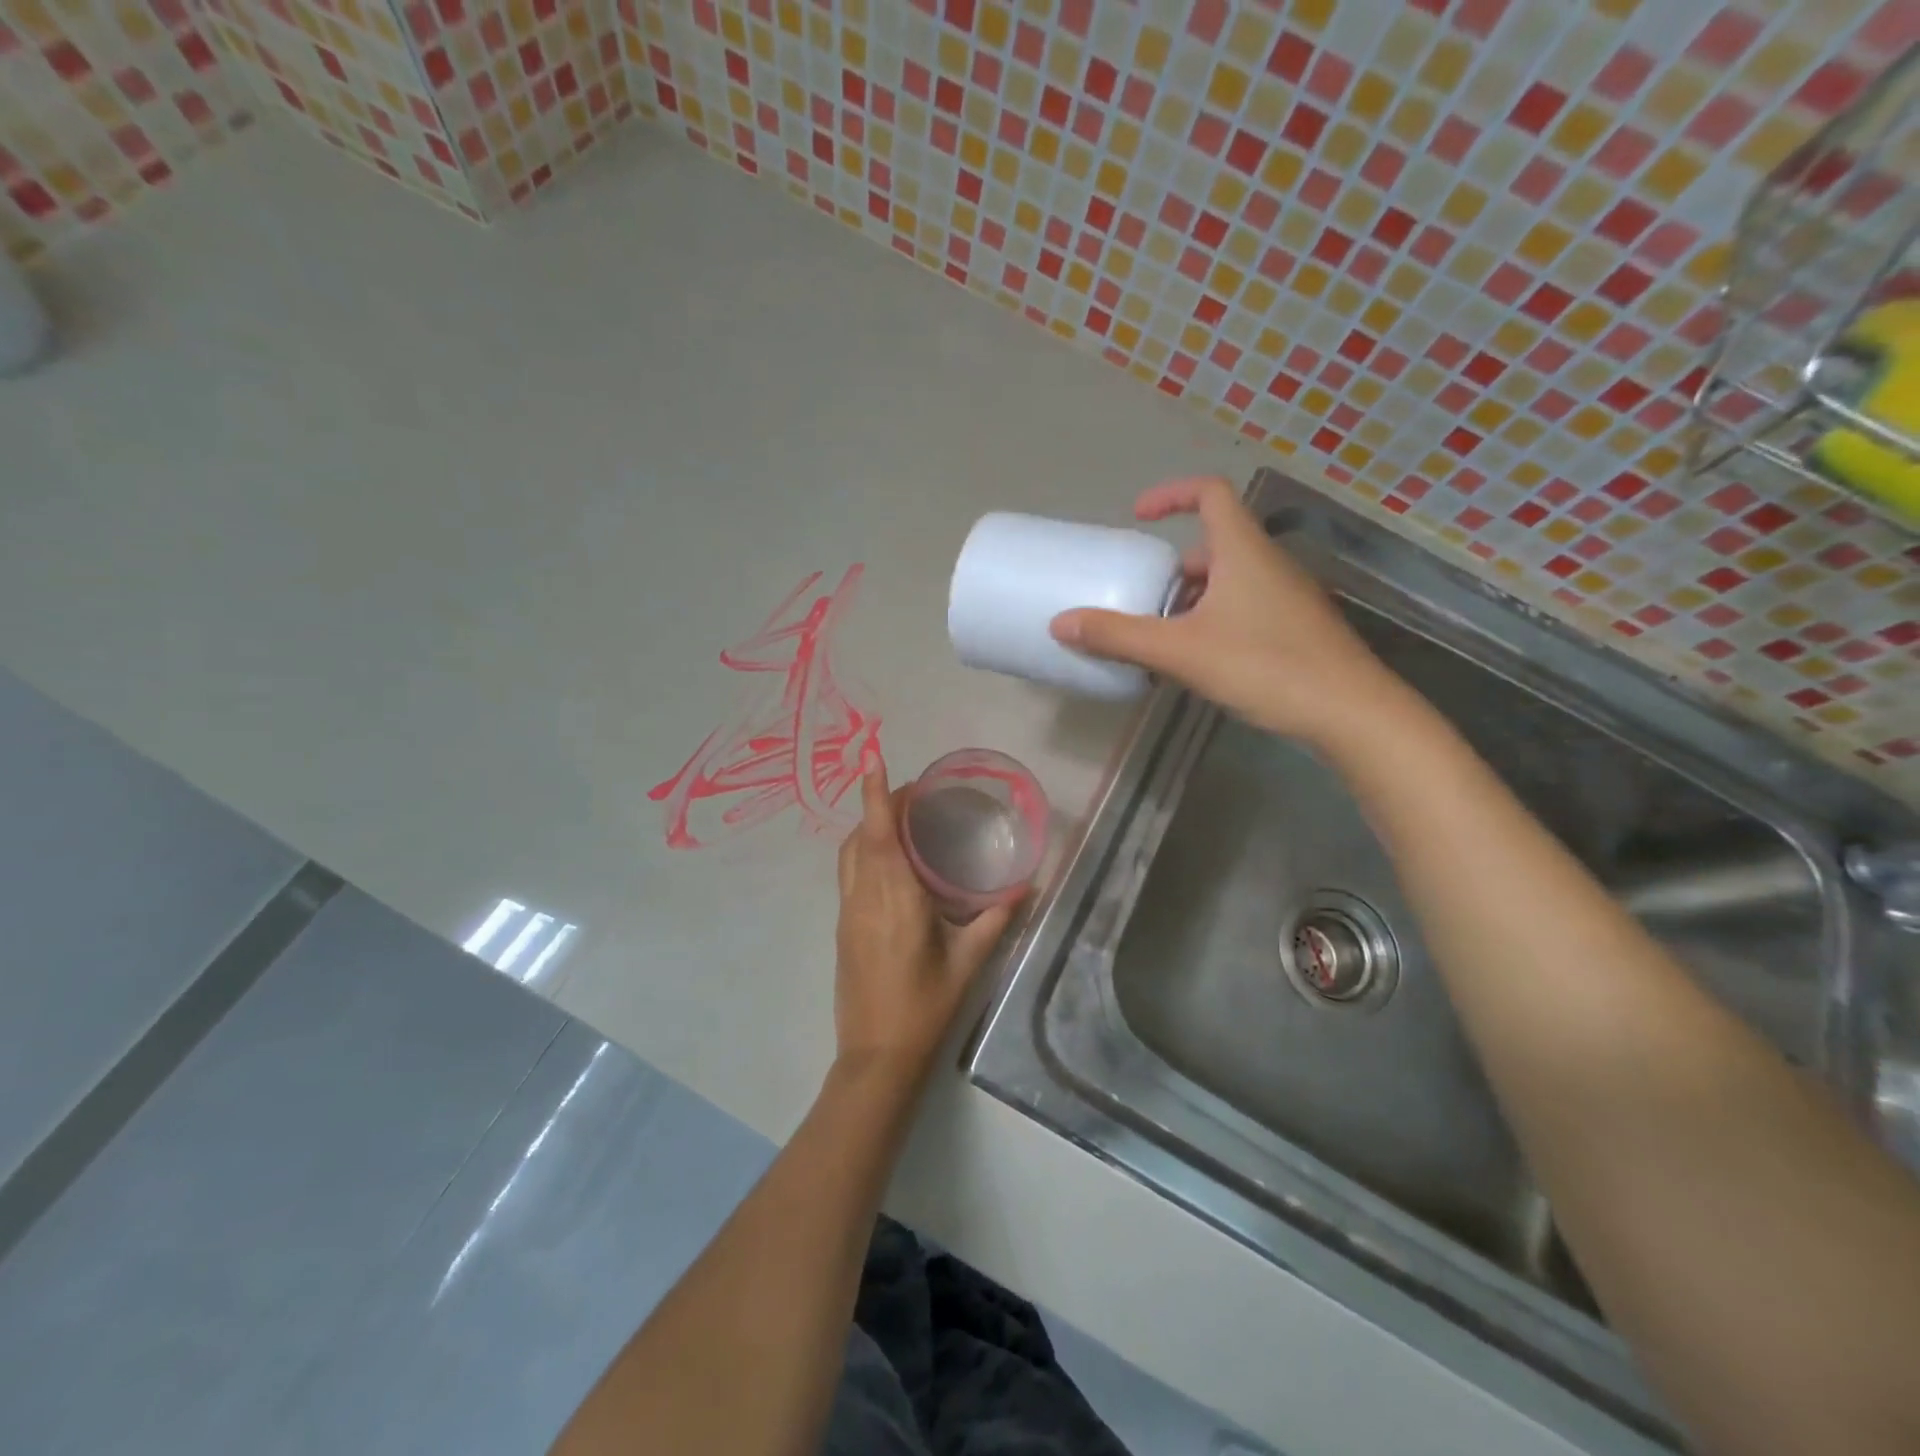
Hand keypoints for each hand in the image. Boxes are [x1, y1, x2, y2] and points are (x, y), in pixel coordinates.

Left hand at [834, 761, 1018, 1082]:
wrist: (877, 1057)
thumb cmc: (925, 1007)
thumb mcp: (968, 962)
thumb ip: (997, 919)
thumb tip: (1027, 886)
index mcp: (894, 899)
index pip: (878, 833)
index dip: (874, 793)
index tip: (872, 758)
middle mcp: (863, 897)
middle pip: (860, 836)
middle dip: (878, 804)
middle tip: (914, 794)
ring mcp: (848, 912)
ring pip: (848, 854)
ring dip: (866, 828)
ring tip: (901, 822)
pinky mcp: (843, 928)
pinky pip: (849, 874)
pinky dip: (863, 852)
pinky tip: (891, 865)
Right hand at [1050, 476, 1404, 745]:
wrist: (1351, 713)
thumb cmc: (1265, 666)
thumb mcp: (1181, 652)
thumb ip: (1120, 637)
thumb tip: (1061, 623)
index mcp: (1243, 551)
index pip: (1209, 493)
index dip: (1171, 494)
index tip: (1137, 516)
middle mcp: (1268, 564)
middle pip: (1214, 545)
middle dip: (1172, 569)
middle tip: (1141, 597)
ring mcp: (1287, 597)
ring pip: (1228, 582)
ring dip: (1190, 600)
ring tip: (1161, 637)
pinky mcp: (1296, 629)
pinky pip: (1244, 609)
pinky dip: (1213, 621)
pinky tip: (1198, 663)